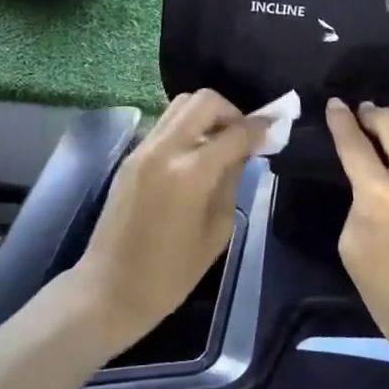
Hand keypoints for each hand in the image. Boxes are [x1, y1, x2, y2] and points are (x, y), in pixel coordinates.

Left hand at [68, 90, 265, 354]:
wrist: (111, 288)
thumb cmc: (171, 273)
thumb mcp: (217, 230)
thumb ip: (232, 182)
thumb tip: (243, 152)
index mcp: (190, 173)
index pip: (234, 132)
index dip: (261, 126)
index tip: (277, 125)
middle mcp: (164, 149)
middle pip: (203, 101)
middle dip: (231, 112)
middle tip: (244, 136)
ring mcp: (143, 149)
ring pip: (180, 105)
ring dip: (206, 115)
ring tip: (221, 144)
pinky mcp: (131, 156)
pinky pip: (165, 124)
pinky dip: (187, 127)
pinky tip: (198, 154)